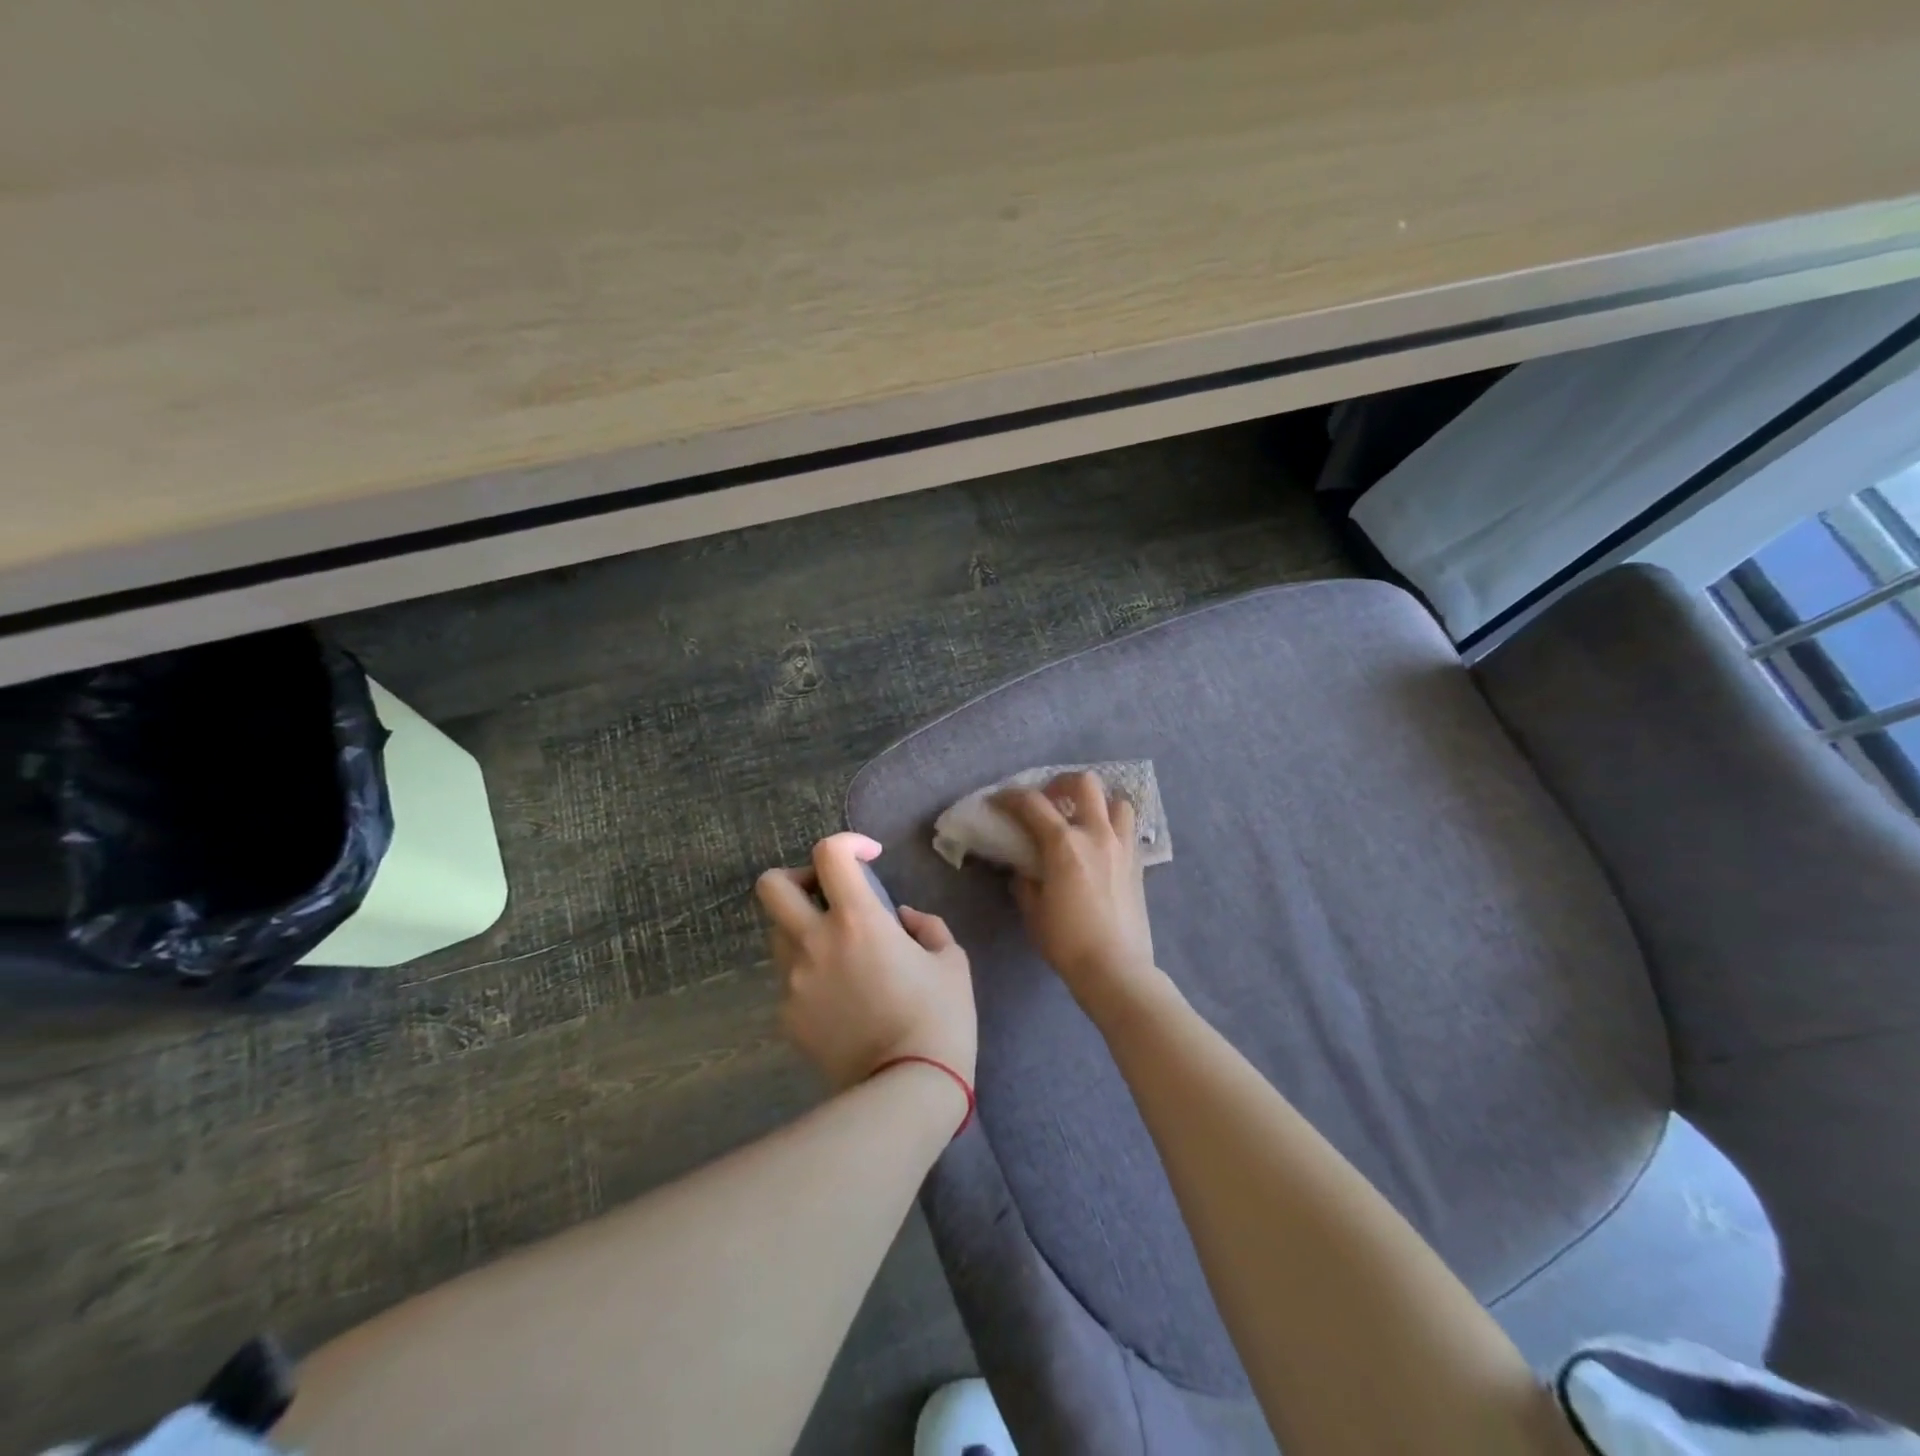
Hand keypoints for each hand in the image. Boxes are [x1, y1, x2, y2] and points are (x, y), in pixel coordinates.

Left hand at [756, 832, 976, 1090]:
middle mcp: (814, 942)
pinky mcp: (787, 1015)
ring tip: (840, 951)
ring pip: (778, 931)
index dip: (848, 842)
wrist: (906, 1090)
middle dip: (798, 877)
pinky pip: (790, 977)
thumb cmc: (940, 1018)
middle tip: (830, 894)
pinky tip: (842, 997)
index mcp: (857, 920)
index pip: (829, 853)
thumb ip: (926, 925)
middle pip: (771, 885)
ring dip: (804, 926)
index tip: (870, 858)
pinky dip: (811, 972)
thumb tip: (902, 918)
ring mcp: (793, 980)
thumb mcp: (950, 960)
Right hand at [996, 772, 1158, 1016]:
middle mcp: (1096, 835)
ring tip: (1082, 818)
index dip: (1010, 797)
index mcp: (1064, 844)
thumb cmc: (1067, 942)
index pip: (1032, 804)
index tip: (997, 801)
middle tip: (1048, 799)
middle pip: (1084, 783)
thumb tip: (1023, 868)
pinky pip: (1128, 830)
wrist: (1116, 969)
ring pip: (1117, 801)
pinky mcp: (1138, 864)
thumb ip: (1024, 881)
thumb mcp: (1033, 911)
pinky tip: (1100, 846)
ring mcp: (1122, 847)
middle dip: (1061, 783)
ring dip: (1097, 802)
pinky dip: (1113, 827)